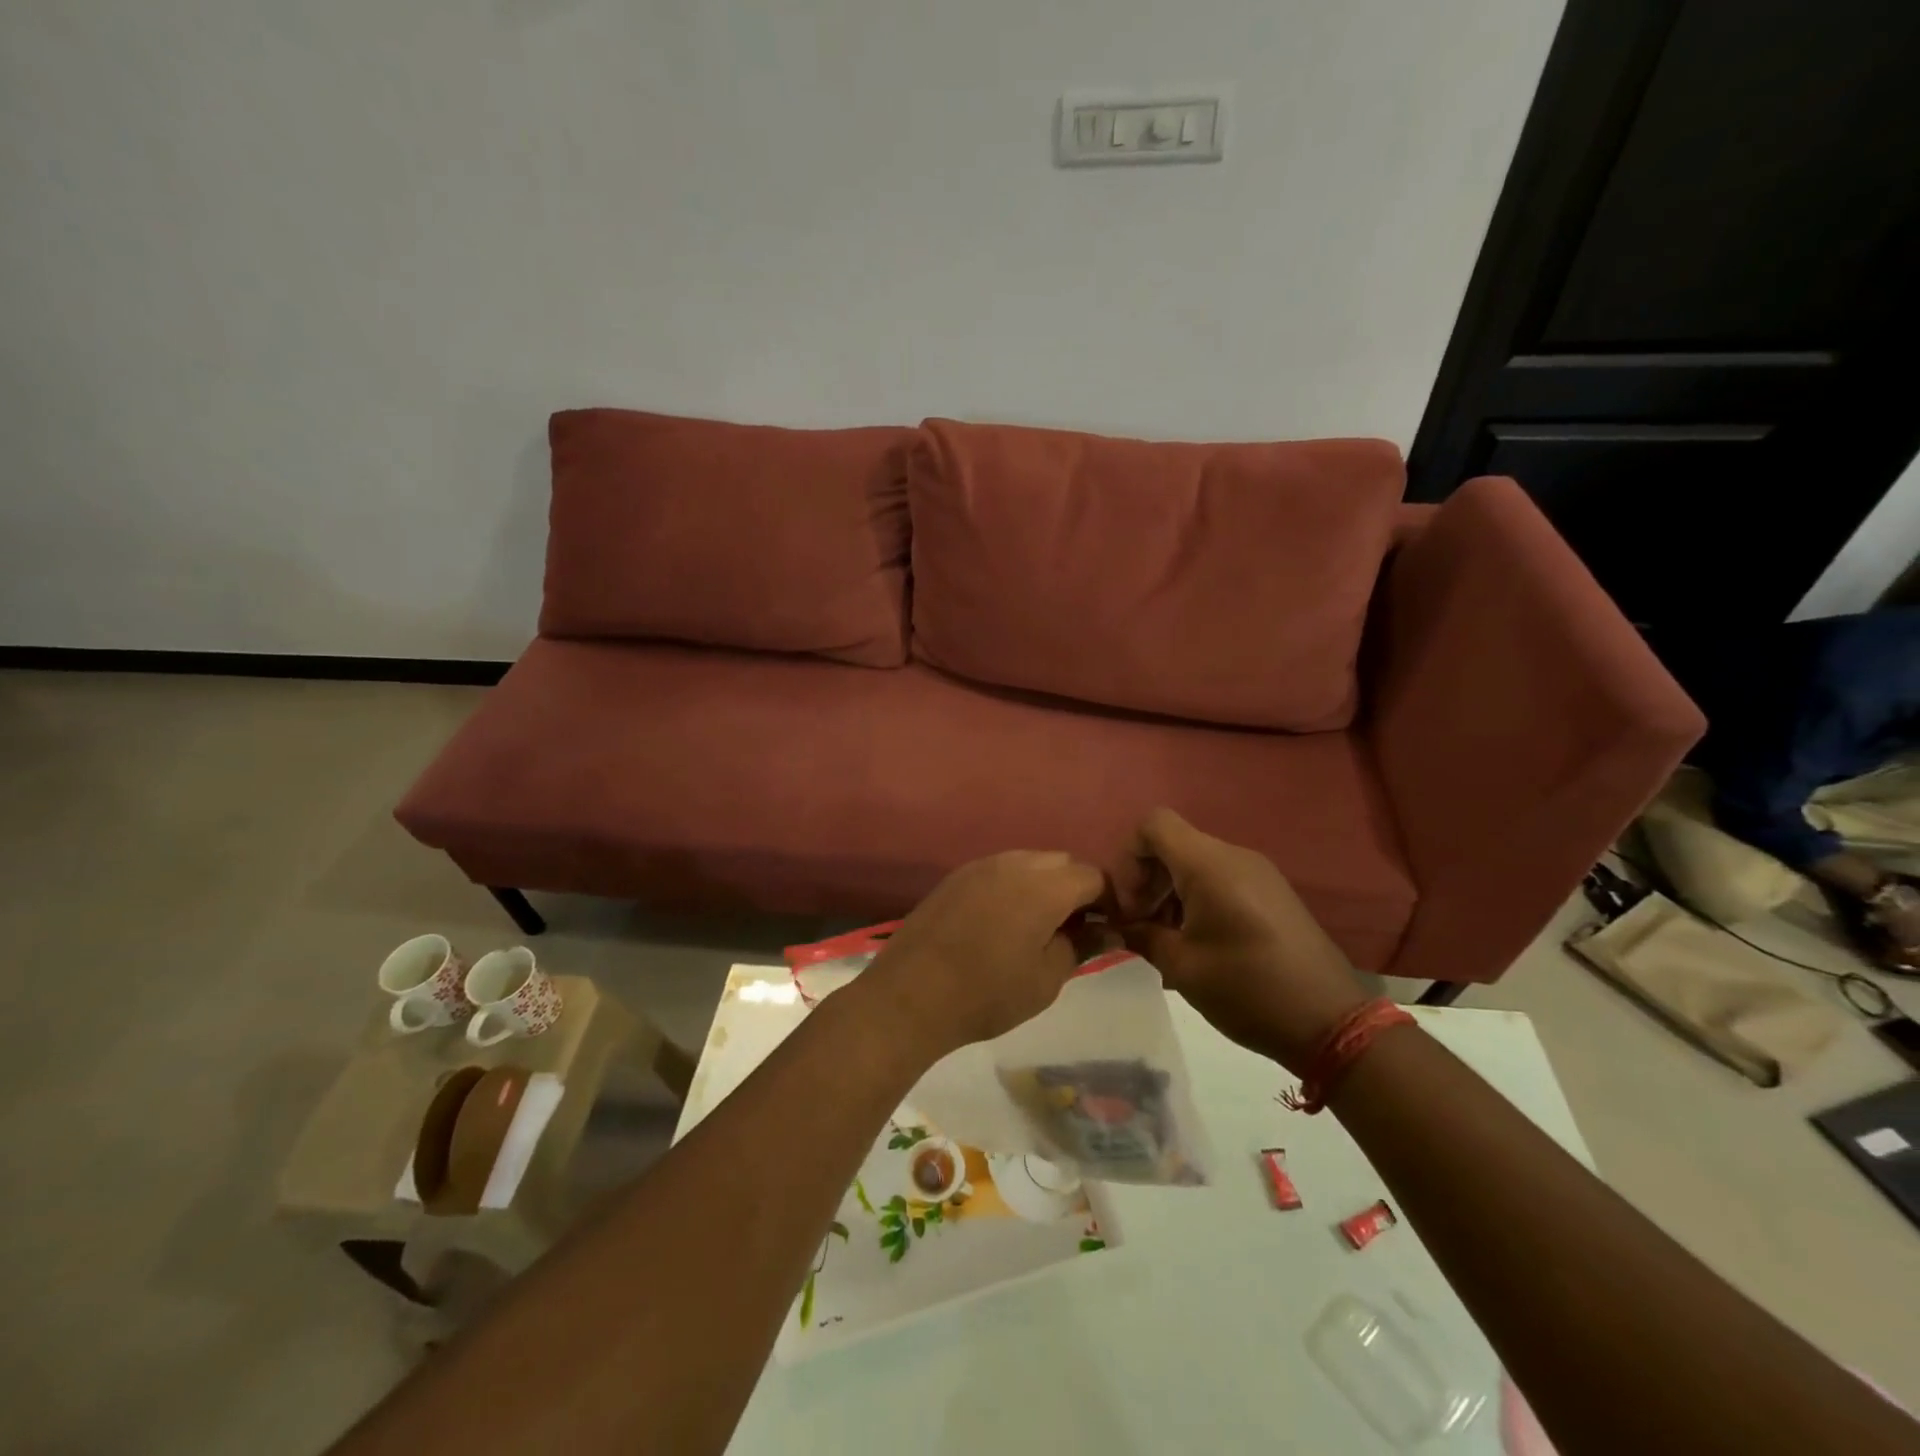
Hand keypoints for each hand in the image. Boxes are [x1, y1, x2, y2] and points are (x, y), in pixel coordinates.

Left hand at [853, 850, 1105, 1063]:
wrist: (911, 994)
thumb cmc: (988, 993)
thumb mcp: (1047, 978)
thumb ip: (1083, 946)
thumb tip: (1109, 931)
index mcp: (1045, 886)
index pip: (1094, 876)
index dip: (1109, 900)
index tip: (1109, 929)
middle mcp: (1015, 863)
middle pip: (1063, 863)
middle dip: (1077, 889)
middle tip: (1076, 929)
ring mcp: (981, 865)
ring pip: (1030, 863)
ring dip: (1045, 885)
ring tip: (1040, 926)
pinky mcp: (957, 876)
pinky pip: (1000, 870)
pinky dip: (1015, 887)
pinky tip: (1004, 921)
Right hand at [1112, 808, 1369, 1071]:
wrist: (1332, 1022)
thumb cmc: (1248, 990)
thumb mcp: (1182, 967)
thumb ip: (1141, 935)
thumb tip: (1120, 925)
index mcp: (1209, 865)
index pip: (1153, 824)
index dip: (1128, 857)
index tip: (1130, 904)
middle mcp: (1234, 856)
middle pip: (1173, 843)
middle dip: (1146, 879)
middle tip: (1140, 926)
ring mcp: (1257, 873)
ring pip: (1195, 862)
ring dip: (1170, 892)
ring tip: (1167, 939)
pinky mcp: (1271, 892)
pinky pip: (1220, 878)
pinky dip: (1196, 898)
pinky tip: (1197, 941)